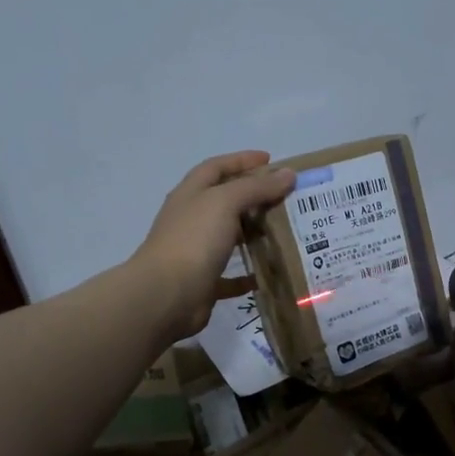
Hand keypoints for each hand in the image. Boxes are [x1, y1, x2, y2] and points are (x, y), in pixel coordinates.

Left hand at [131, 151, 296, 339]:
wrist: (166, 296)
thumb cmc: (193, 240)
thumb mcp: (225, 202)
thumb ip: (256, 187)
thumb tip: (288, 173)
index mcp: (191, 194)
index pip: (216, 167)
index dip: (242, 160)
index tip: (270, 160)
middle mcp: (191, 219)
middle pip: (224, 201)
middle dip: (253, 196)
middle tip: (286, 197)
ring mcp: (196, 251)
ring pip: (229, 236)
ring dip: (253, 233)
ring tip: (285, 232)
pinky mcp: (204, 282)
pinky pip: (231, 276)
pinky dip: (249, 274)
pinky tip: (269, 273)